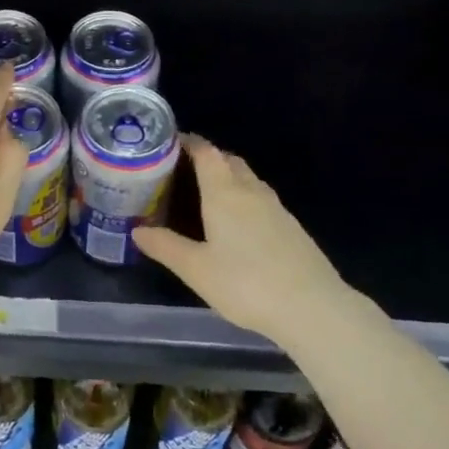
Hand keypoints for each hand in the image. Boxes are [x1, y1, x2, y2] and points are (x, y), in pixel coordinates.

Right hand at [133, 136, 350, 338]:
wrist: (311, 306)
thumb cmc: (246, 283)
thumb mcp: (196, 269)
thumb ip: (166, 246)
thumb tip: (137, 230)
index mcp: (224, 192)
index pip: (206, 152)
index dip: (188, 142)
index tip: (170, 143)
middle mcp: (251, 190)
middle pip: (228, 160)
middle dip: (208, 158)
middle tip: (184, 170)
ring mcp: (276, 207)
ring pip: (248, 178)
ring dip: (228, 176)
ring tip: (207, 193)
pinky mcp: (291, 225)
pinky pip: (261, 197)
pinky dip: (244, 196)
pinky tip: (238, 222)